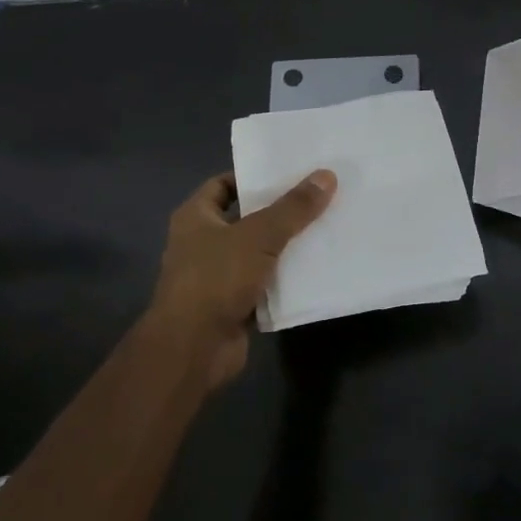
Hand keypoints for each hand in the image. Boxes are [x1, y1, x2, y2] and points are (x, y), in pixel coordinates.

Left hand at [144, 170, 336, 388]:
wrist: (193, 348)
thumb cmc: (216, 278)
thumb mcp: (259, 235)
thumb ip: (293, 207)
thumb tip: (327, 175)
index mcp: (195, 217)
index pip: (223, 184)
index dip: (253, 177)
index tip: (289, 173)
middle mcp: (202, 243)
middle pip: (246, 218)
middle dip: (279, 211)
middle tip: (318, 197)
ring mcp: (217, 276)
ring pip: (258, 252)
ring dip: (286, 246)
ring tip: (325, 228)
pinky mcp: (234, 304)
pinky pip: (265, 283)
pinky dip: (286, 278)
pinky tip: (317, 269)